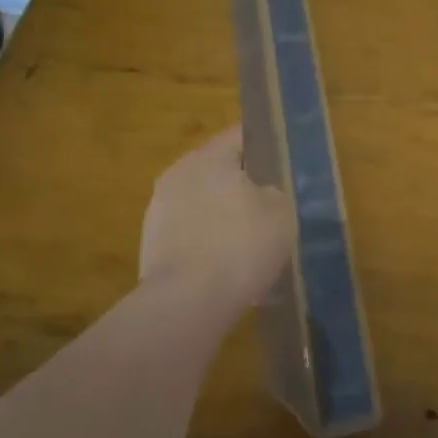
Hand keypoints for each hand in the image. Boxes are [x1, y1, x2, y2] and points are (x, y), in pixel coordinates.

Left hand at [140, 126, 293, 300]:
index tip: (285, 163)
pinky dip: (210, 243)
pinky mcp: (152, 245)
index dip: (266, 146)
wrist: (187, 302)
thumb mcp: (281, 212)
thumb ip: (275, 192)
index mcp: (209, 157)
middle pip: (219, 170)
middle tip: (272, 207)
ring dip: (225, 216)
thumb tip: (263, 193)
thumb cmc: (240, 245)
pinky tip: (230, 267)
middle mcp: (178, 174)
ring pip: (204, 203)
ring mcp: (160, 210)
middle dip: (244, 186)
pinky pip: (192, 233)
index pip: (241, 135)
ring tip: (252, 243)